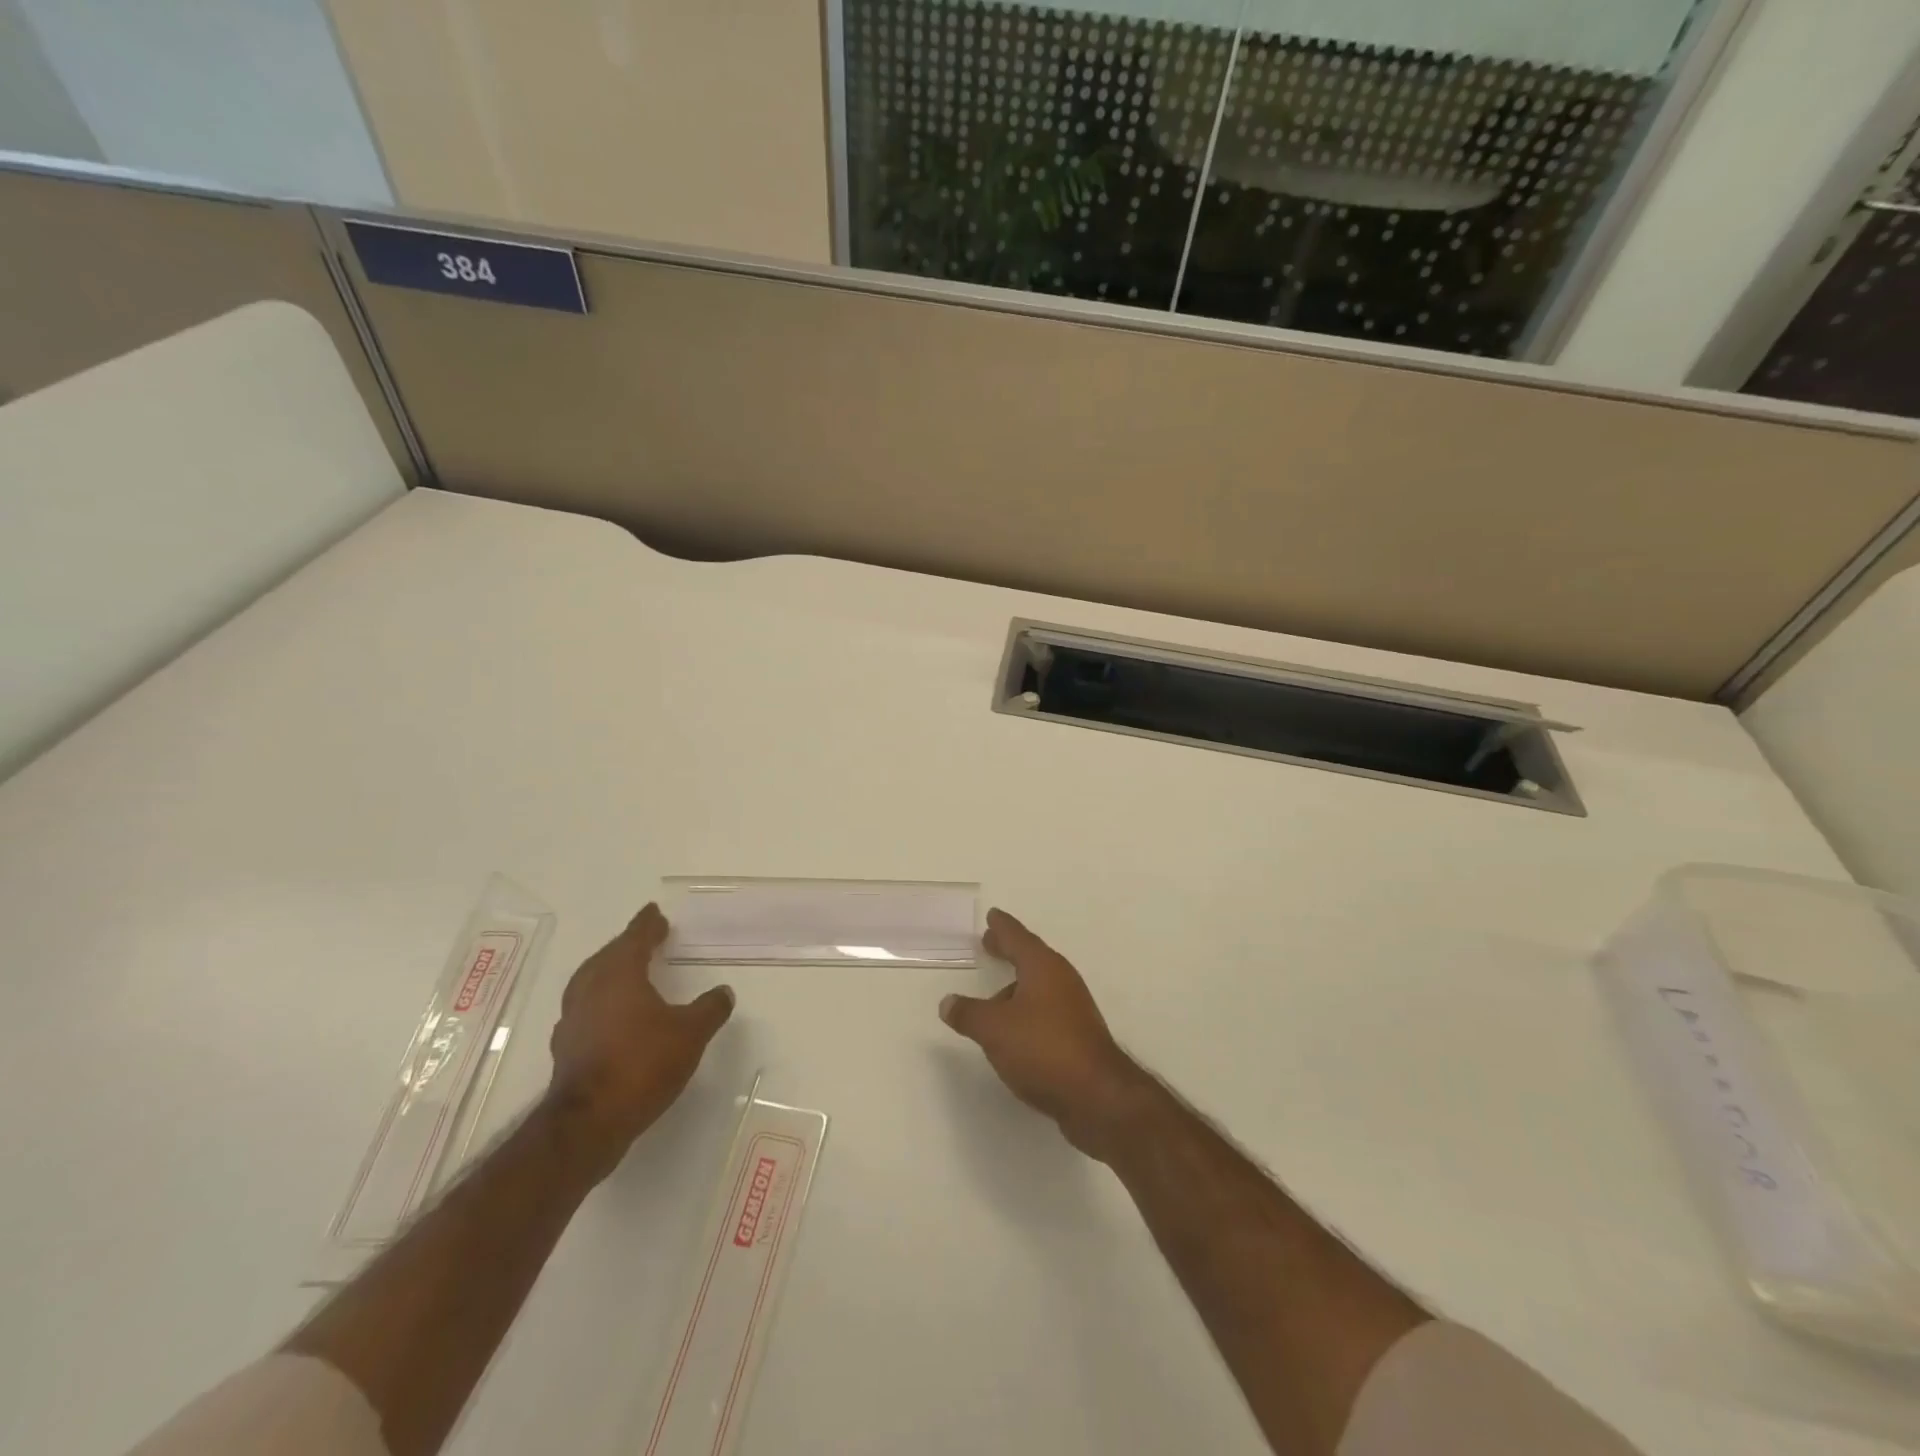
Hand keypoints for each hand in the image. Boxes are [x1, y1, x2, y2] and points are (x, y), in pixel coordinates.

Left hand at [547, 903, 733, 1166]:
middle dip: (626, 945)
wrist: (588, 1122)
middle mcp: (590, 989)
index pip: (635, 938)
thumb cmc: (641, 1064)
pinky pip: (585, 1009)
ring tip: (628, 974)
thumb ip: (709, 1009)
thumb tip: (723, 992)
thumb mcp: (690, 1034)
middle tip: (645, 939)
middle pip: (608, 956)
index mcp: (619, 974)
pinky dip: (600, 1003)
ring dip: (609, 972)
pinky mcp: (566, 1047)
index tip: (655, 913)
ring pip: (590, 982)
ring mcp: (572, 1019)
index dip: (647, 925)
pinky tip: (611, 1017)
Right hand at [940, 908, 1147, 1159]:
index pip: (1018, 937)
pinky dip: (1027, 1010)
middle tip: (990, 943)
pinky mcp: (1078, 1036)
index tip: (993, 915)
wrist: (1097, 1096)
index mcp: (1043, 967)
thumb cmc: (1043, 1049)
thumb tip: (948, 1002)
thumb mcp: (994, 1029)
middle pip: (1031, 958)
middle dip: (1010, 951)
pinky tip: (1014, 1031)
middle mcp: (1061, 980)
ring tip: (993, 999)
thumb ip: (968, 1014)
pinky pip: (1045, 1011)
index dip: (1002, 927)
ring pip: (1038, 987)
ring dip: (1016, 986)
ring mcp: (1073, 1008)